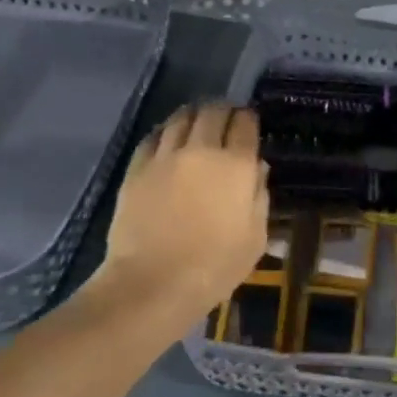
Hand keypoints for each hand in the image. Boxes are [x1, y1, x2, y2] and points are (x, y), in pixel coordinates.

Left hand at [93, 103, 268, 327]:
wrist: (151, 285)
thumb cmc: (213, 267)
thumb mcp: (254, 238)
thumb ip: (259, 197)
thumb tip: (256, 170)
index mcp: (237, 165)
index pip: (245, 123)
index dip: (248, 119)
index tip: (248, 124)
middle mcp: (202, 150)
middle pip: (214, 111)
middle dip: (223, 111)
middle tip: (225, 121)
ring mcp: (166, 156)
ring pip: (181, 117)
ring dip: (194, 115)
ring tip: (196, 124)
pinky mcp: (137, 167)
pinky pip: (154, 136)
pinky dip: (165, 132)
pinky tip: (168, 140)